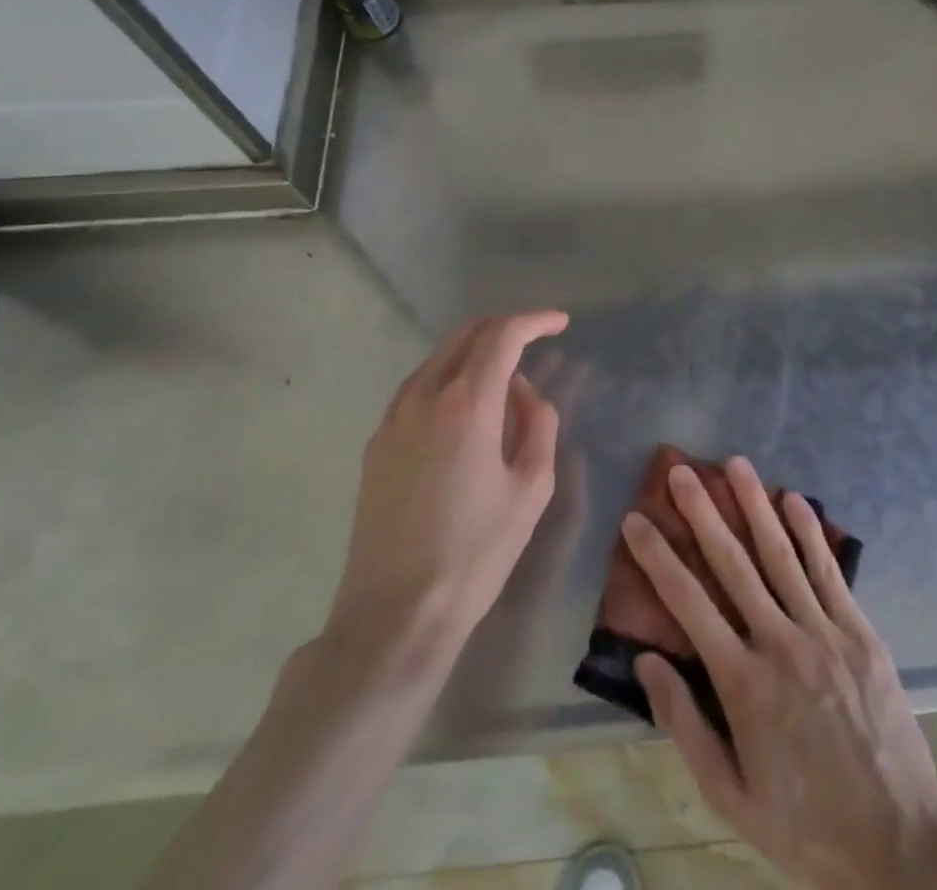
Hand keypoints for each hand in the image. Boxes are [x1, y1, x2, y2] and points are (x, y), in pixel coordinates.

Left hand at [326, 311, 568, 654]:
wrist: (395, 615)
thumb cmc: (476, 553)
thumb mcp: (532, 488)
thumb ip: (538, 424)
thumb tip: (524, 391)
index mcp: (467, 403)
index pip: (502, 336)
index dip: (534, 321)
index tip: (560, 322)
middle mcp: (424, 396)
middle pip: (465, 334)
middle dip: (504, 327)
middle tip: (535, 337)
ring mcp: (393, 418)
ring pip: (438, 358)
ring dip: (474, 350)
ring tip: (504, 373)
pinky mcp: (376, 443)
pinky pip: (417, 388)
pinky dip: (448, 377)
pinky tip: (465, 407)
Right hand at [623, 458, 936, 889]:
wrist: (900, 842)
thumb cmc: (805, 823)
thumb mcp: (731, 795)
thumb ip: (685, 724)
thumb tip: (646, 662)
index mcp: (743, 684)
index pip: (688, 604)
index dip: (658, 558)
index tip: (635, 520)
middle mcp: (780, 643)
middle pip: (733, 564)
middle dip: (703, 512)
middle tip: (680, 471)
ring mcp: (824, 632)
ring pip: (781, 555)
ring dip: (755, 505)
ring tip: (735, 464)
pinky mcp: (860, 631)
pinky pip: (829, 571)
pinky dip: (809, 532)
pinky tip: (794, 499)